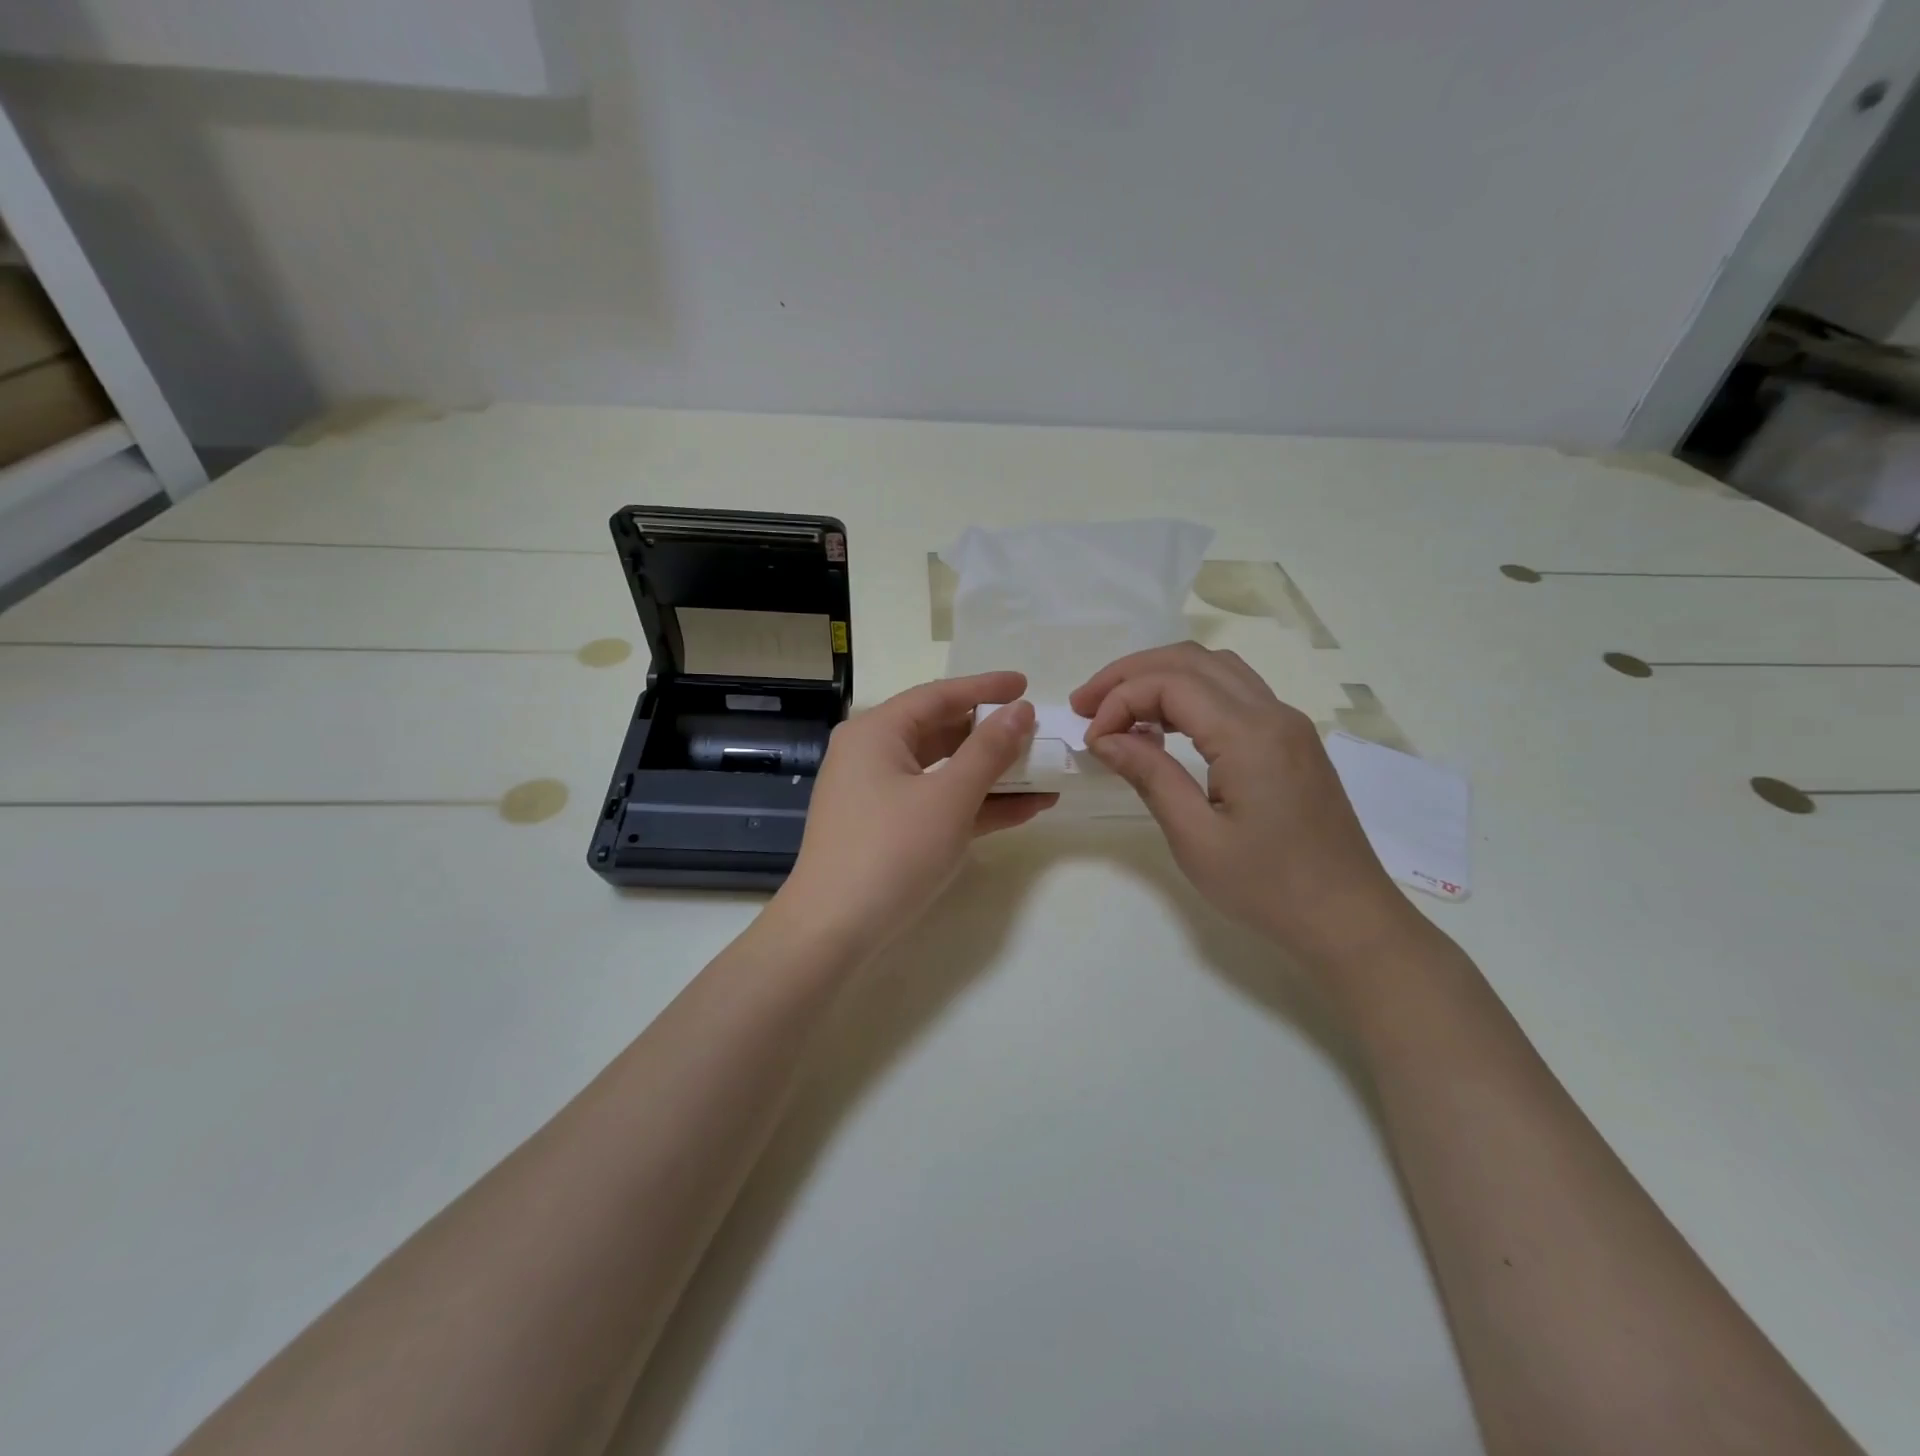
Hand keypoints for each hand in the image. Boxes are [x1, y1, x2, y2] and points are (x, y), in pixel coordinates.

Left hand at [776, 672, 1054, 953]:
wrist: (833, 932)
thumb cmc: (891, 852)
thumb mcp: (949, 798)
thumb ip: (989, 751)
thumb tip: (1021, 711)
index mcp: (877, 733)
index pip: (938, 695)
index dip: (985, 688)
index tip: (1027, 684)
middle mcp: (872, 755)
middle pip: (941, 731)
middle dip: (992, 735)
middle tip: (1037, 733)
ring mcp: (879, 795)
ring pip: (943, 771)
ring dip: (992, 775)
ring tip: (1043, 773)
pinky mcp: (888, 830)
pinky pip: (938, 804)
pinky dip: (976, 805)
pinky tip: (1025, 809)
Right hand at [1070, 643, 1421, 970]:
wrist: (1348, 919)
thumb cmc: (1268, 887)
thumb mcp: (1196, 838)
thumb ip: (1149, 776)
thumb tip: (1105, 737)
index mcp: (1250, 735)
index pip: (1170, 684)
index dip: (1120, 700)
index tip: (1091, 739)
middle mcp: (1273, 713)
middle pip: (1191, 660)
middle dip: (1130, 674)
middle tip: (1085, 704)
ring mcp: (1287, 723)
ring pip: (1214, 668)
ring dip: (1160, 677)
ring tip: (1117, 708)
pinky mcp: (1291, 740)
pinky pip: (1234, 692)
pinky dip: (1189, 693)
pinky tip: (1163, 725)